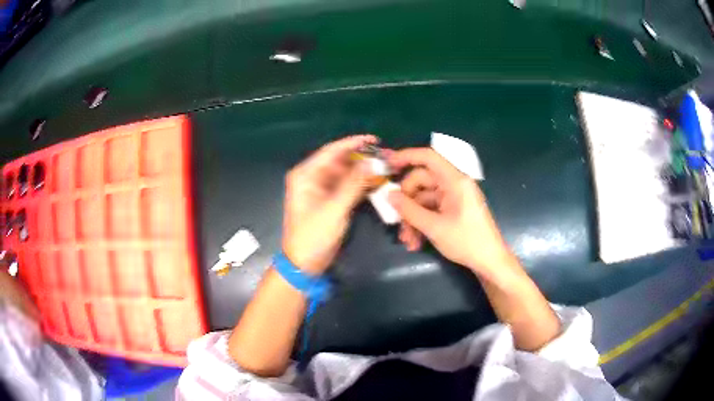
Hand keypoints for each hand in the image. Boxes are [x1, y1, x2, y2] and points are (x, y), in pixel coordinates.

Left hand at [282, 135, 376, 274]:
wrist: (304, 264)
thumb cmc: (313, 235)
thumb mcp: (334, 208)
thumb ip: (354, 184)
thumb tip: (373, 162)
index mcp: (306, 175)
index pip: (332, 151)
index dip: (353, 143)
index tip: (374, 140)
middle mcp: (312, 178)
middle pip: (340, 161)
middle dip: (362, 158)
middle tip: (386, 156)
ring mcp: (321, 190)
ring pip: (346, 174)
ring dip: (364, 171)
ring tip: (385, 167)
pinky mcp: (330, 201)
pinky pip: (347, 187)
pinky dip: (361, 184)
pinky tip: (377, 182)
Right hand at [387, 148, 512, 272]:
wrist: (490, 261)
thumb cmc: (467, 241)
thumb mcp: (434, 227)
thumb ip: (409, 210)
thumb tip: (389, 195)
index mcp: (455, 181)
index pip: (428, 157)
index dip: (407, 156)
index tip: (388, 164)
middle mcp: (454, 184)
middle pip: (422, 182)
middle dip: (407, 203)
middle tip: (397, 223)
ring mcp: (454, 197)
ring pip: (424, 199)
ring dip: (412, 218)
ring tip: (408, 241)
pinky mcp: (454, 209)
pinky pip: (431, 209)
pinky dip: (422, 223)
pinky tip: (416, 242)